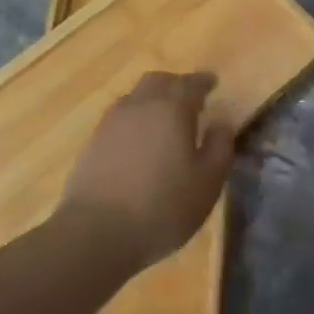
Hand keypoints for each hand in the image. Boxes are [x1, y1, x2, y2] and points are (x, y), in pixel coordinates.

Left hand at [58, 72, 234, 269]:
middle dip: (176, 84)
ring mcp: (111, 123)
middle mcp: (140, 106)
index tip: (213, 83)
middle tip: (189, 98)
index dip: (203, 81)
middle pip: (158, 81)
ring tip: (163, 119)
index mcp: (172, 109)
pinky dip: (134, 120)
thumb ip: (220, 147)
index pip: (191, 83)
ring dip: (152, 100)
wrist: (95, 233)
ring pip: (135, 97)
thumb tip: (222, 122)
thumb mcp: (208, 182)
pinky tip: (139, 140)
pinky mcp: (92, 143)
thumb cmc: (163, 207)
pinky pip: (119, 118)